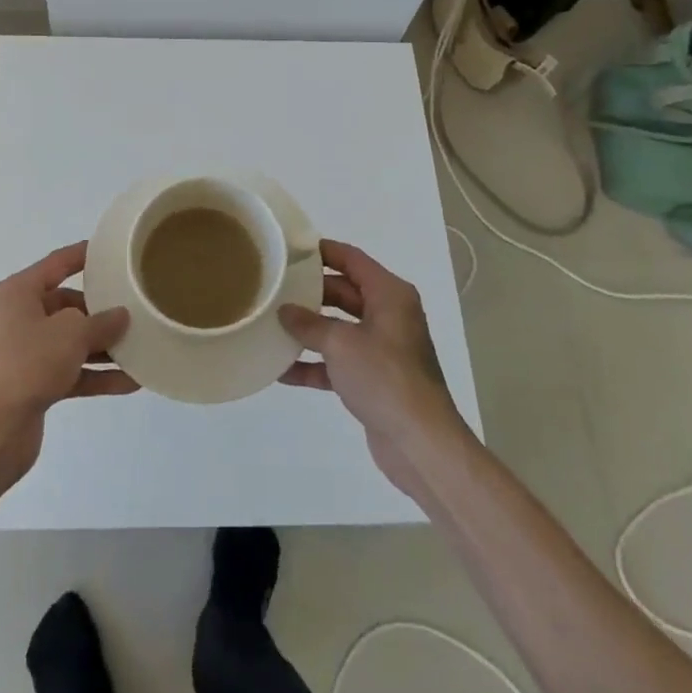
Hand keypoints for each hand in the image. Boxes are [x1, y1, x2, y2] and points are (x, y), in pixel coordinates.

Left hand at [0, 243, 136, 484]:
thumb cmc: (27, 364)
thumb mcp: (71, 333)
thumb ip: (101, 322)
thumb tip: (120, 316)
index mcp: (18, 293)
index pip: (57, 264)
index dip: (83, 255)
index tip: (111, 251)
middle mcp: (17, 318)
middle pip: (66, 306)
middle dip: (100, 311)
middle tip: (135, 310)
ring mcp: (24, 353)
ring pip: (70, 342)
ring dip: (103, 347)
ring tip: (140, 347)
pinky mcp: (32, 385)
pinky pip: (70, 372)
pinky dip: (95, 375)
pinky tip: (129, 382)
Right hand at [279, 240, 470, 498]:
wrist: (420, 443)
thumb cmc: (384, 378)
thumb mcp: (341, 344)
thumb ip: (309, 324)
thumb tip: (285, 311)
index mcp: (389, 294)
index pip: (352, 259)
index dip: (322, 251)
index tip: (290, 249)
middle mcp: (389, 315)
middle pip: (344, 292)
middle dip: (310, 292)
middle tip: (274, 287)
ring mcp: (382, 348)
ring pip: (339, 328)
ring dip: (309, 329)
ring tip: (271, 325)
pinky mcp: (374, 378)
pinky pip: (339, 362)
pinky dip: (315, 364)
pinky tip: (281, 370)